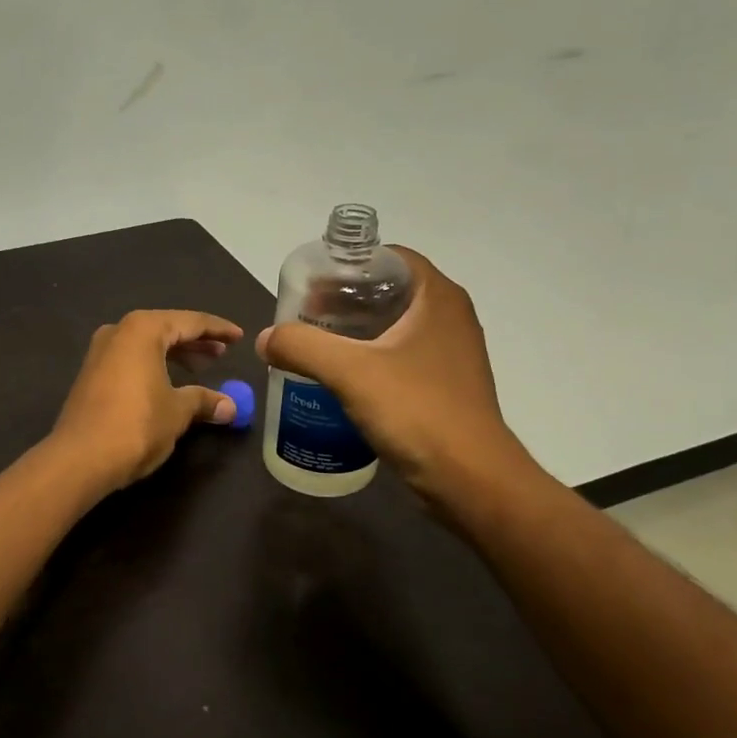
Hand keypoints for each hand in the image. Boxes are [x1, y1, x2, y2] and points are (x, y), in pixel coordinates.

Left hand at [50, 310, 243, 492]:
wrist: (80, 458)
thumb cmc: (136, 425)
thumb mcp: (177, 412)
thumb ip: (204, 401)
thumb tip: (230, 407)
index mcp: (142, 330)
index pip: (190, 322)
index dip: (217, 330)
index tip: (239, 336)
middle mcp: (118, 333)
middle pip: (165, 329)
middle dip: (195, 342)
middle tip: (222, 354)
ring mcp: (100, 353)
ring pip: (146, 345)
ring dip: (174, 355)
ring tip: (200, 369)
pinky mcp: (91, 376)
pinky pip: (131, 361)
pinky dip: (153, 366)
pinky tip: (168, 384)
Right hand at [256, 249, 537, 514]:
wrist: (470, 479)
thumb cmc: (417, 412)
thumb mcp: (350, 372)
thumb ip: (302, 346)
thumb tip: (266, 338)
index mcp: (438, 298)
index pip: (390, 258)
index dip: (349, 266)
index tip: (313, 286)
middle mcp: (450, 318)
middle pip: (388, 292)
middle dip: (345, 301)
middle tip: (305, 317)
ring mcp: (451, 354)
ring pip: (394, 328)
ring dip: (355, 333)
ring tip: (315, 347)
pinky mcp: (445, 387)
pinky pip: (400, 359)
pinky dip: (370, 360)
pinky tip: (341, 381)